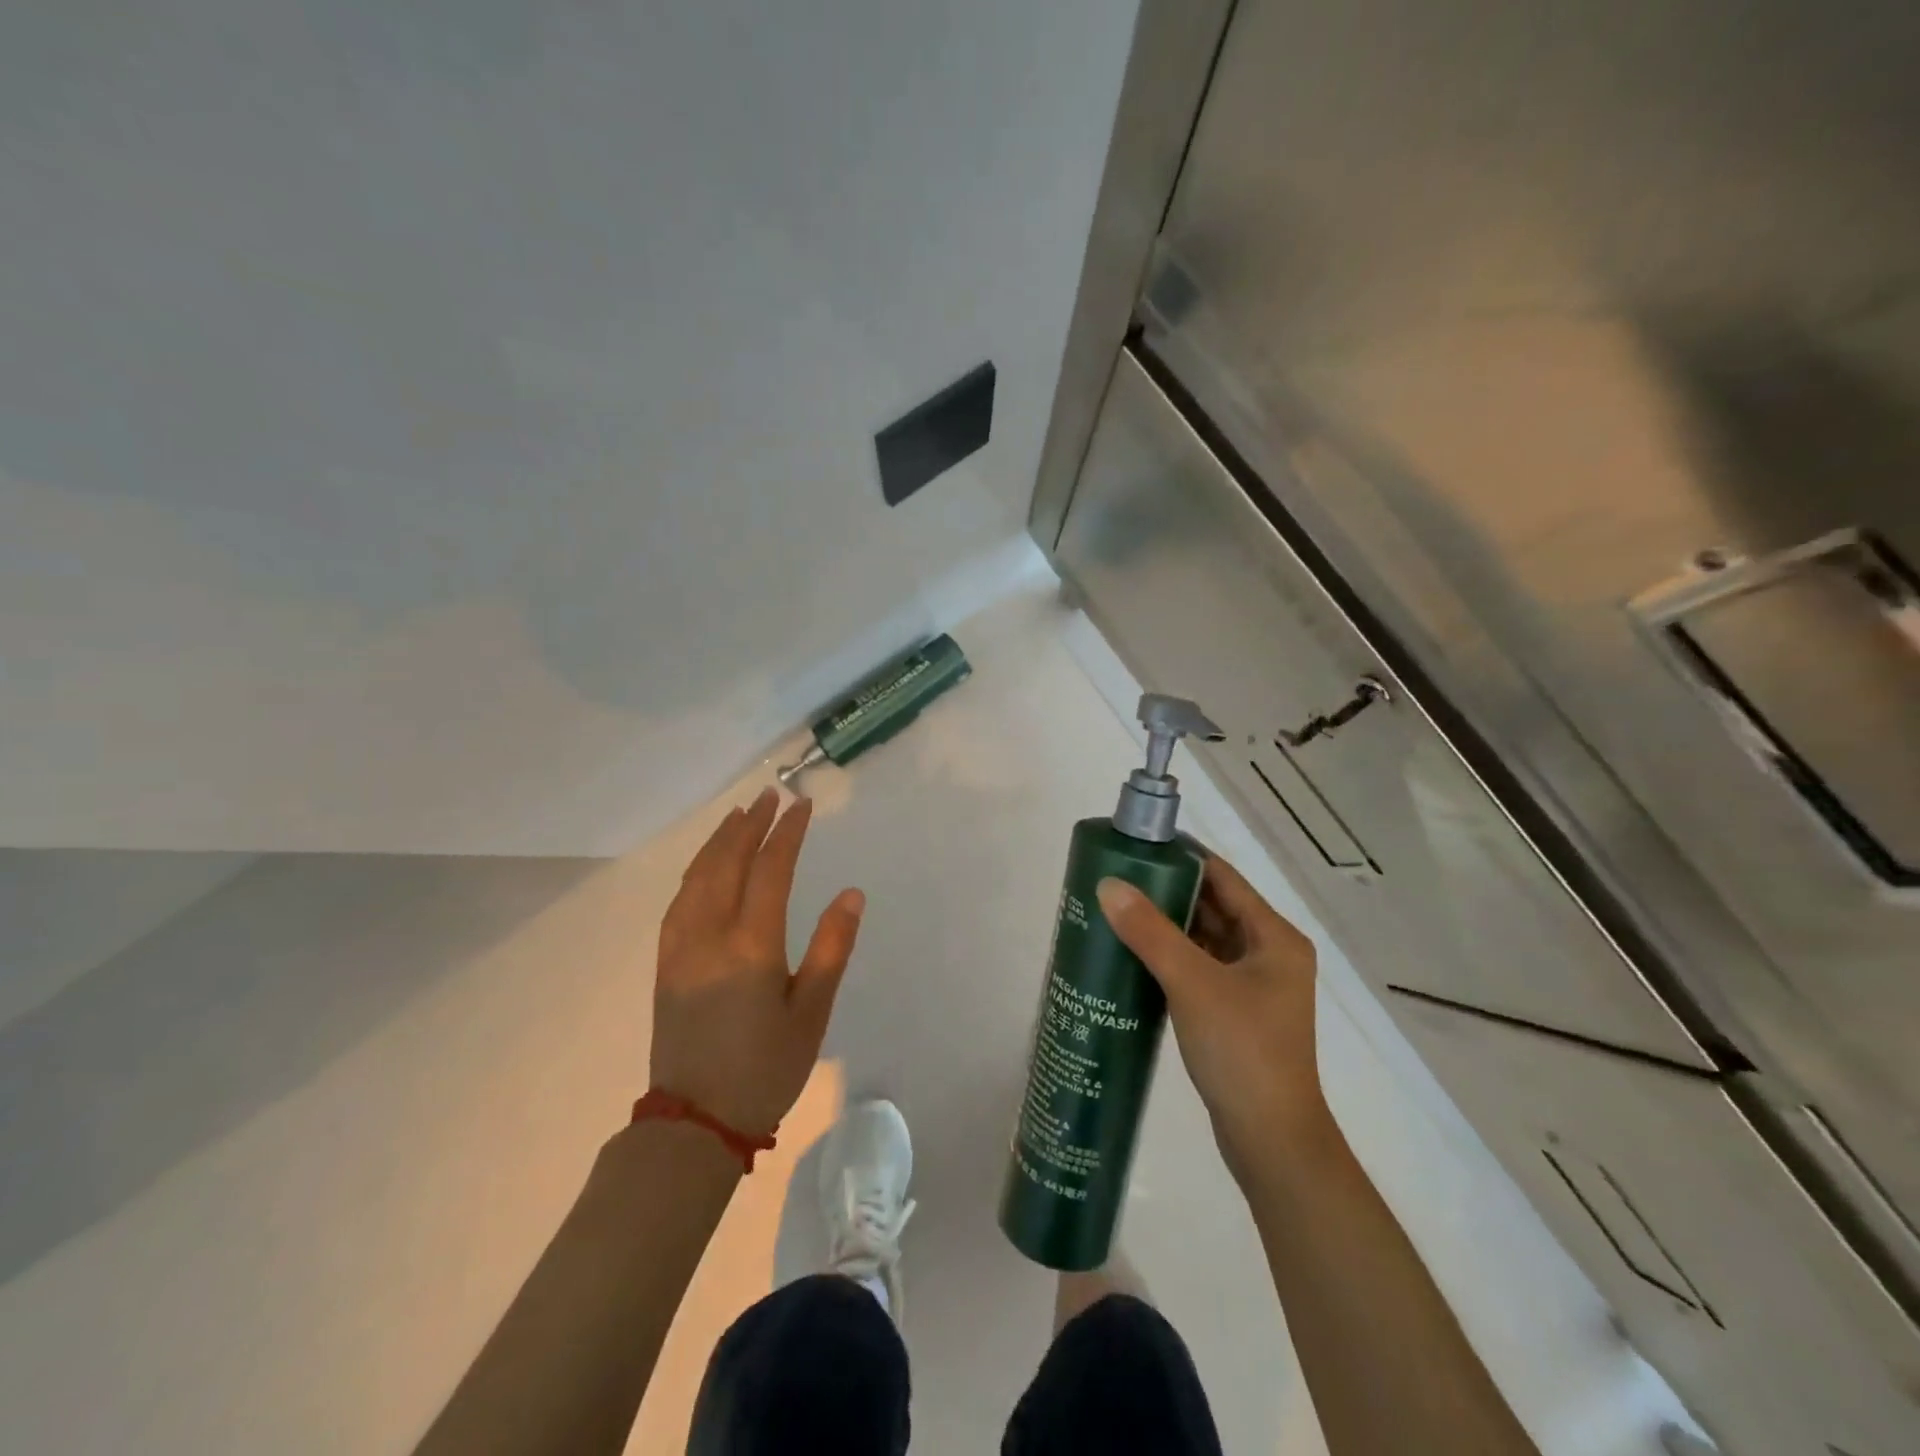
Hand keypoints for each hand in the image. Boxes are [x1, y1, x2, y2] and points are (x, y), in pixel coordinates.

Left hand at [650, 787, 864, 1138]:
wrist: (695, 1122)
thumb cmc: (764, 1068)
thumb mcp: (812, 1013)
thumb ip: (832, 948)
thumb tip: (851, 894)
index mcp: (751, 946)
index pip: (770, 871)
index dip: (786, 834)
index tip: (801, 806)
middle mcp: (710, 935)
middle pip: (728, 863)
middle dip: (750, 825)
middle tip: (769, 797)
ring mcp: (681, 948)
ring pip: (698, 877)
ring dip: (719, 841)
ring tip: (738, 816)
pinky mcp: (666, 964)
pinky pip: (679, 900)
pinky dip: (696, 870)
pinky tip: (705, 865)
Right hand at [1096, 856, 1327, 1186]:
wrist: (1271, 1140)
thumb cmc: (1242, 1050)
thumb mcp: (1192, 983)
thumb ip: (1150, 932)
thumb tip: (1108, 885)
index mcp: (1274, 937)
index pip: (1222, 878)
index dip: (1181, 857)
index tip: (1136, 846)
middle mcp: (1269, 953)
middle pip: (1212, 906)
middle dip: (1166, 891)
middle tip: (1116, 878)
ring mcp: (1253, 986)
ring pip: (1203, 939)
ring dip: (1165, 925)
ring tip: (1116, 910)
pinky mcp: (1236, 1012)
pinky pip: (1199, 968)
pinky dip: (1169, 957)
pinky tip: (1132, 955)